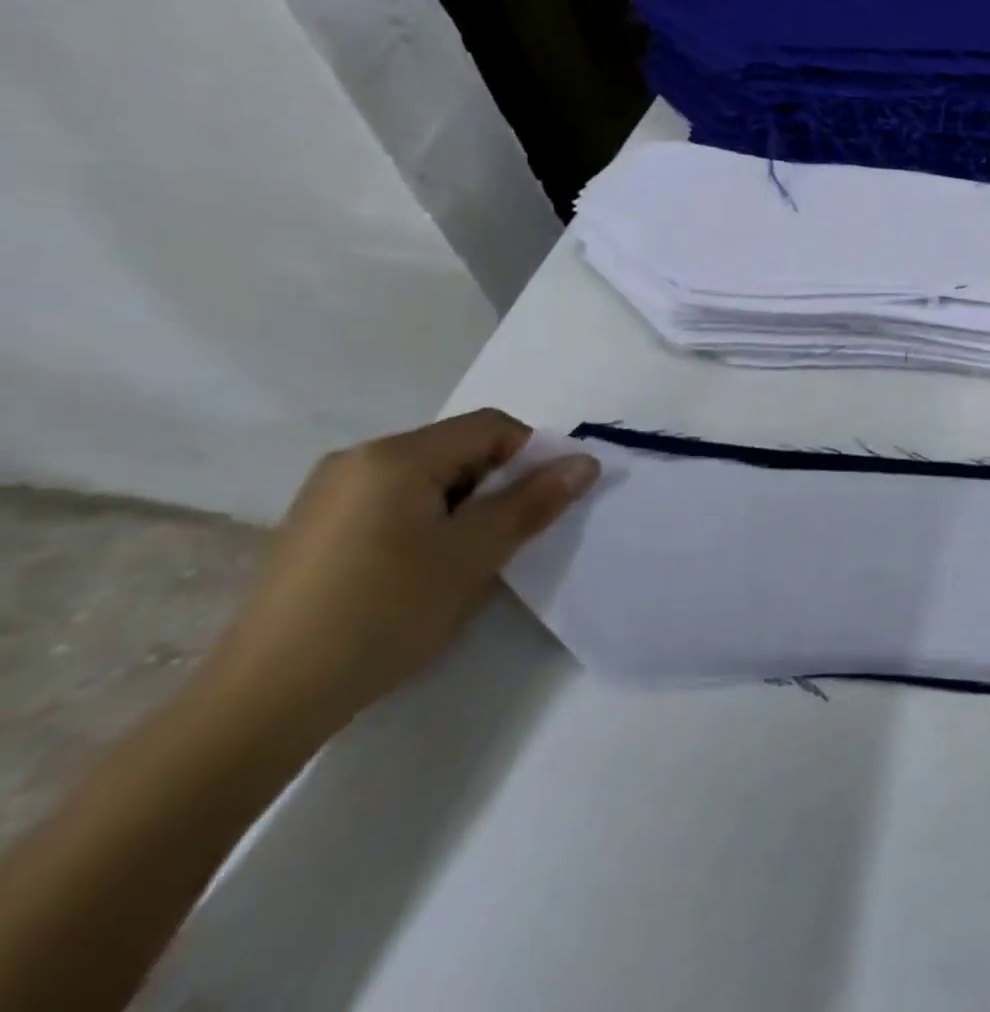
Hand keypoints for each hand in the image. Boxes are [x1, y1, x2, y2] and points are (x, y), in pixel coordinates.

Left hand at [196, 410, 599, 746]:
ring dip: (463, 506)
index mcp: (395, 455)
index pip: (491, 427)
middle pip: (457, 449)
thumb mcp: (474, 555)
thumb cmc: (383, 614)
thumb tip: (586, 462)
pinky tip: (418, 572)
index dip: (532, 456)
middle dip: (496, 485)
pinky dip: (425, 522)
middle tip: (507, 538)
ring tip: (464, 560)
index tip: (543, 505)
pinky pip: (392, 502)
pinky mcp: (314, 528)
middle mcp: (357, 459)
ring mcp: (328, 494)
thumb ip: (533, 501)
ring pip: (427, 478)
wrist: (263, 701)